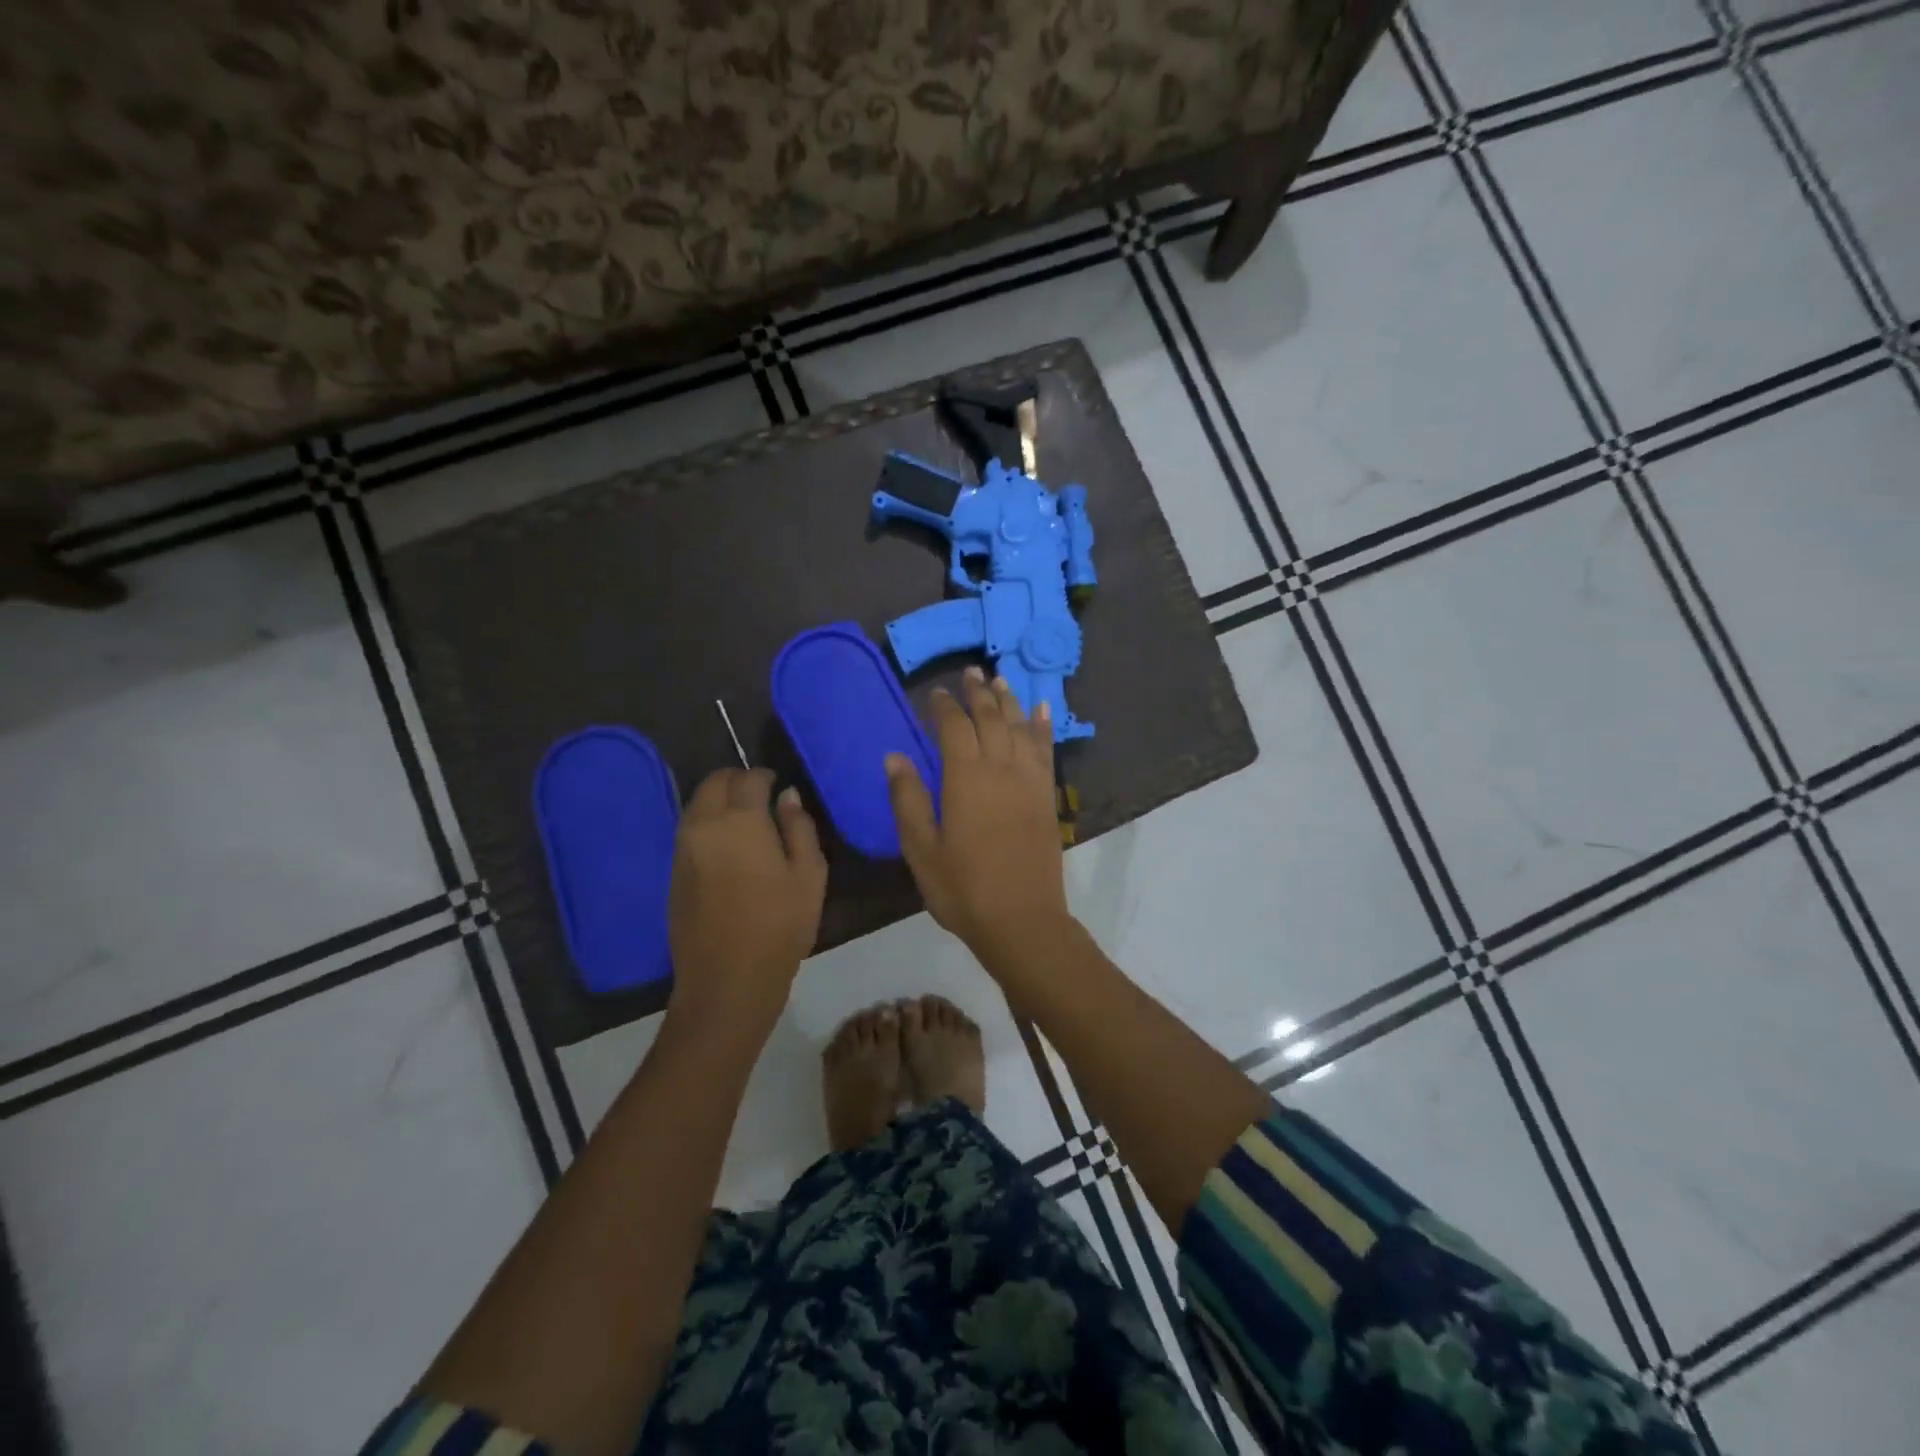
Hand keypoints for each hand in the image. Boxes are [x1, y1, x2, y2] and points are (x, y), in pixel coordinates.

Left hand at [668, 768, 826, 1031]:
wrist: (727, 980)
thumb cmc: (780, 925)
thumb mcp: (809, 874)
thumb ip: (799, 827)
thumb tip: (787, 797)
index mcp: (740, 820)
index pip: (748, 779)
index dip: (765, 776)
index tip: (779, 784)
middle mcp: (704, 825)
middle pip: (714, 783)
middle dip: (737, 780)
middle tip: (760, 794)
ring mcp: (683, 849)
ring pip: (697, 805)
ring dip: (719, 801)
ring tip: (746, 819)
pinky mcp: (674, 872)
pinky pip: (690, 830)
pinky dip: (707, 823)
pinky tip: (728, 845)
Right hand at [886, 667, 1072, 963]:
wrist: (1022, 920)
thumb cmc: (963, 889)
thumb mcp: (921, 849)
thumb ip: (907, 799)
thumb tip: (894, 755)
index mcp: (965, 778)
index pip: (954, 727)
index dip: (944, 706)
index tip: (935, 692)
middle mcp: (1000, 768)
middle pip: (991, 718)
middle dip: (978, 692)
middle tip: (970, 671)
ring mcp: (1029, 781)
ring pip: (1020, 727)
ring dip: (1009, 701)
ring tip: (1000, 679)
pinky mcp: (1047, 796)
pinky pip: (1046, 750)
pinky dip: (1043, 727)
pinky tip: (1042, 711)